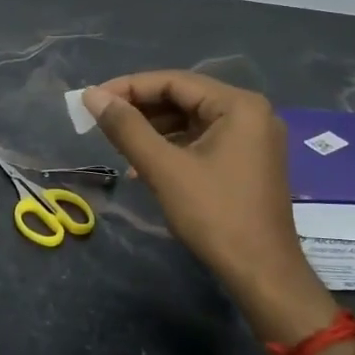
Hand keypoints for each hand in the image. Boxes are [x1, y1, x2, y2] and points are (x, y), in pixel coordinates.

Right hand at [83, 72, 335, 337]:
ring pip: (191, 120)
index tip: (92, 100)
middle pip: (184, 98)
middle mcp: (251, 112)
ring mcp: (253, 138)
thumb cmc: (215, 215)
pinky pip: (202, 140)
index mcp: (239, 105)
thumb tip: (92, 96)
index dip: (129, 87)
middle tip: (101, 121)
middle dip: (140, 109)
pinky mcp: (248, 161)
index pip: (174, 81)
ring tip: (117, 143)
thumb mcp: (164, 168)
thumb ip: (127, 128)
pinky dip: (172, 147)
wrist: (262, 273)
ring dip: (153, 129)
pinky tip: (144, 164)